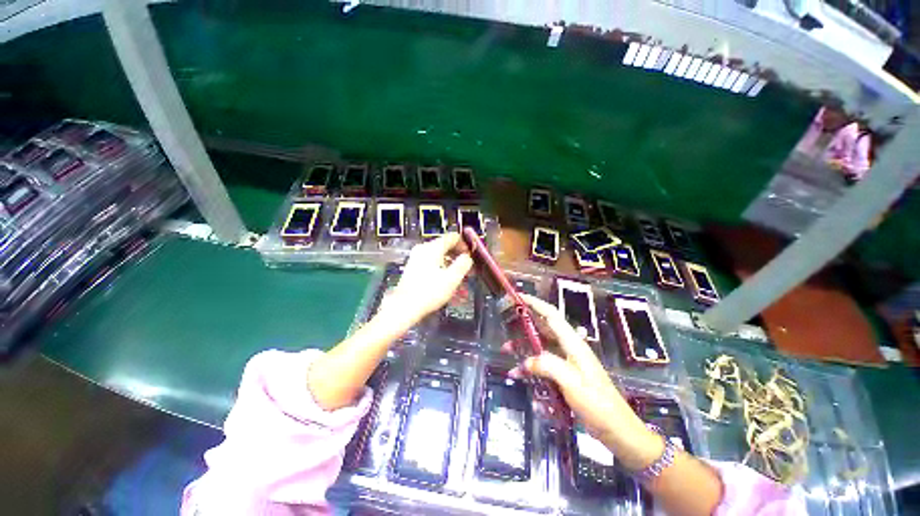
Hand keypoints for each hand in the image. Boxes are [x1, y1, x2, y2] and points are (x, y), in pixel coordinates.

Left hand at [384, 233, 472, 323]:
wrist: (405, 307)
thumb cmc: (428, 292)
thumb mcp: (452, 278)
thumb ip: (463, 264)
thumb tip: (468, 257)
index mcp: (432, 248)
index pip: (453, 237)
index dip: (465, 245)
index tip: (472, 256)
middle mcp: (423, 250)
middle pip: (446, 248)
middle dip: (459, 259)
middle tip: (469, 270)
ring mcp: (417, 260)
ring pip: (440, 259)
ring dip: (452, 269)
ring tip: (461, 282)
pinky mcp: (414, 270)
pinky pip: (433, 267)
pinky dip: (443, 273)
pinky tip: (449, 287)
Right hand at [517, 294, 663, 470]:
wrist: (617, 430)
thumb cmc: (596, 403)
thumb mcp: (571, 382)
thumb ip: (546, 365)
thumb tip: (524, 362)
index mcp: (572, 343)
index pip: (551, 314)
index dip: (534, 303)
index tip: (518, 297)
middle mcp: (569, 348)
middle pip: (543, 328)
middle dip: (523, 325)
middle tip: (506, 325)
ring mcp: (567, 362)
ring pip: (540, 346)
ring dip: (524, 348)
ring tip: (506, 351)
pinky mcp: (565, 375)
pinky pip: (543, 365)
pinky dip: (531, 367)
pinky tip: (521, 377)